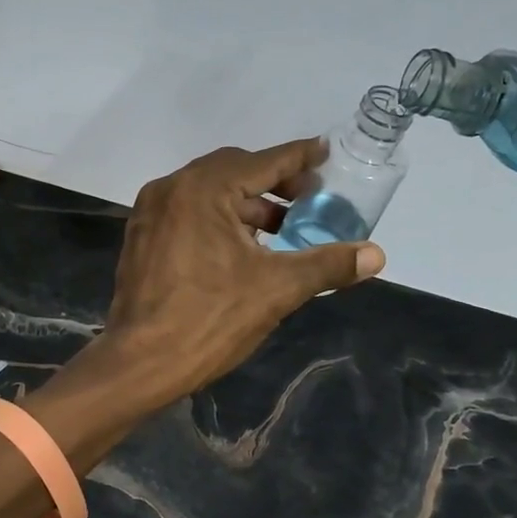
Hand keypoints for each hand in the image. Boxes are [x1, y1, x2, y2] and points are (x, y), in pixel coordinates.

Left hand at [95, 140, 385, 403]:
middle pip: (233, 171)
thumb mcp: (276, 290)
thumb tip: (376, 254)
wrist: (140, 364)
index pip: (262, 162)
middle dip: (274, 183)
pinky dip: (220, 219)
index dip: (299, 157)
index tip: (326, 153)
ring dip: (247, 204)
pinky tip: (243, 248)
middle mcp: (171, 189)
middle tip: (309, 199)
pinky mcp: (143, 238)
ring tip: (282, 229)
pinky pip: (189, 213)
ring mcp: (151, 213)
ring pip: (209, 194)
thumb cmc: (209, 319)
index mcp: (201, 189)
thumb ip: (327, 265)